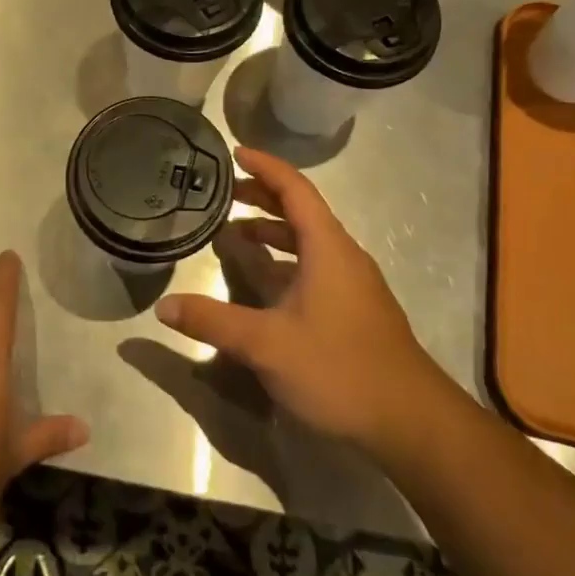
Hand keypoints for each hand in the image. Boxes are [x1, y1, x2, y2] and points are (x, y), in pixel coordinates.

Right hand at [156, 148, 442, 452]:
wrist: (411, 423)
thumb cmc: (339, 369)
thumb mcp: (267, 345)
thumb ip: (213, 322)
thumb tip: (163, 306)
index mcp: (327, 247)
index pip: (295, 189)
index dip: (265, 166)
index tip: (235, 152)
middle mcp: (342, 256)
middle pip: (301, 211)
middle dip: (263, 197)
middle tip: (224, 193)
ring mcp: (352, 284)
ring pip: (308, 242)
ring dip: (272, 232)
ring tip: (234, 234)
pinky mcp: (354, 309)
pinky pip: (314, 267)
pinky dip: (284, 261)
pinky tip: (263, 284)